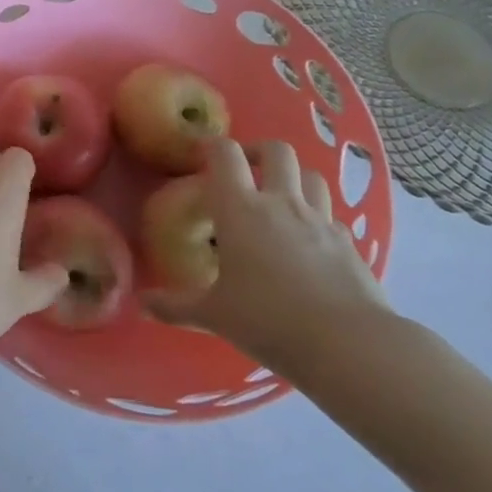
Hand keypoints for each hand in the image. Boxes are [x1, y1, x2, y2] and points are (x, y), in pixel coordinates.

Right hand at [158, 138, 391, 376]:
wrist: (349, 345)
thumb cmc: (268, 320)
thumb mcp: (213, 315)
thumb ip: (175, 306)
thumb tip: (142, 305)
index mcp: (240, 209)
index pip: (224, 154)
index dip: (212, 146)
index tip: (201, 155)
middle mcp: (281, 203)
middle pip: (276, 151)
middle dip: (258, 152)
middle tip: (245, 170)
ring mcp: (320, 220)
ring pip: (311, 176)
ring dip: (294, 178)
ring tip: (280, 199)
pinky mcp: (349, 243)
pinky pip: (332, 216)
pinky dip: (318, 217)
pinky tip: (310, 242)